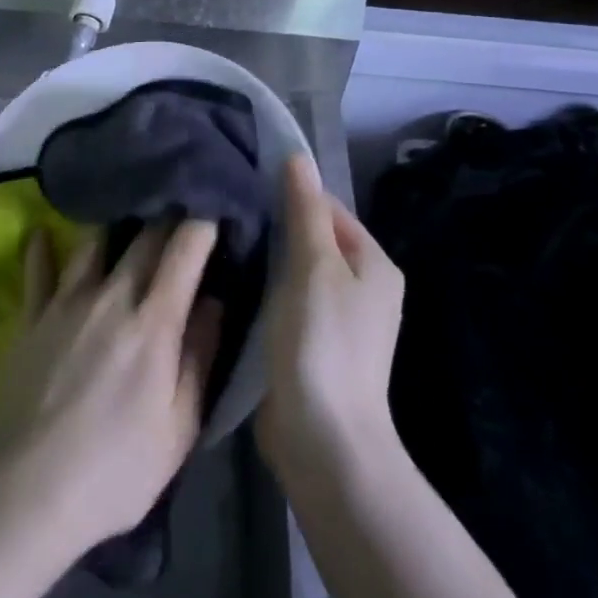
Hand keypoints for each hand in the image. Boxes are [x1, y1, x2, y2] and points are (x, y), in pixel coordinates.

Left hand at [0, 220, 222, 565]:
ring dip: (115, 226)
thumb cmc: (114, 470)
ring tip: (124, 217)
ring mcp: (65, 302)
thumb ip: (199, 358)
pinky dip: (43, 247)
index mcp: (153, 322)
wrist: (24, 490)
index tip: (215, 209)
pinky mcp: (30, 316)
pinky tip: (44, 233)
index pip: (185, 250)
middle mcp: (111, 296)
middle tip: (179, 208)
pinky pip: (37, 268)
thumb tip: (215, 302)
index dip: (203, 222)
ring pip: (94, 241)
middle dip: (167, 217)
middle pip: (143, 236)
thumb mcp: (178, 428)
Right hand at [256, 155, 405, 487]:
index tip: (245, 188)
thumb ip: (305, 211)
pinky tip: (234, 282)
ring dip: (267, 259)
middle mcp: (362, 288)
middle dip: (275, 227)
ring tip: (224, 242)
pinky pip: (287, 301)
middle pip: (313, 239)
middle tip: (228, 215)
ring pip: (296, 271)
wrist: (323, 441)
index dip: (290, 195)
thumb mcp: (314, 266)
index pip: (329, 208)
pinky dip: (265, 290)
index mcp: (373, 264)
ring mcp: (337, 319)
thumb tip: (298, 157)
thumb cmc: (322, 342)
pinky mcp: (312, 344)